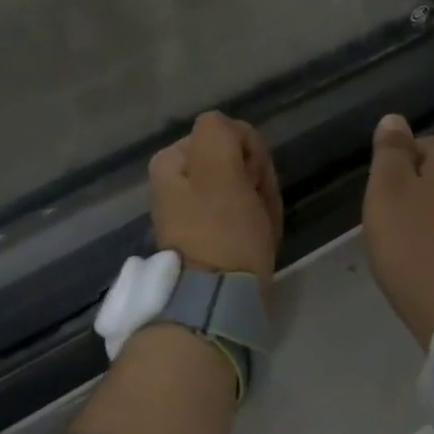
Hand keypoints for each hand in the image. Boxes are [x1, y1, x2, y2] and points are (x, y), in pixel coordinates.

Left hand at [149, 111, 283, 282]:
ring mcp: (193, 212)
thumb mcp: (218, 166)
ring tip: (260, 229)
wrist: (219, 301)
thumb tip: (232, 134)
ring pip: (245, 188)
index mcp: (171, 161)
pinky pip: (244, 215)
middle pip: (236, 161)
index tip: (252, 182)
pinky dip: (258, 224)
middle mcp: (176, 183)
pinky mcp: (211, 238)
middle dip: (256, 180)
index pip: (229, 134)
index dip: (250, 154)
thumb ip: (220, 132)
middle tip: (256, 208)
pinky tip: (260, 241)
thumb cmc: (222, 229)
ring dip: (261, 203)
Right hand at [362, 114, 433, 346]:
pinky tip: (429, 266)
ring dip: (431, 218)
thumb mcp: (387, 193)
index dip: (401, 157)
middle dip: (416, 188)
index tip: (380, 184)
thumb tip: (395, 119)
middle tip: (388, 216)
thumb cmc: (415, 249)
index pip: (427, 143)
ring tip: (406, 244)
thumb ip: (390, 154)